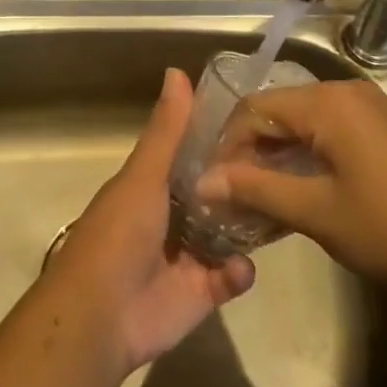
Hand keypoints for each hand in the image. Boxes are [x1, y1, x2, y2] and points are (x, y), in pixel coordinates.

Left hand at [45, 68, 254, 373]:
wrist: (101, 316)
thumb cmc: (119, 234)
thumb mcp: (144, 175)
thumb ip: (167, 131)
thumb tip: (177, 71)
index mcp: (154, 185)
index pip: (193, 155)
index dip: (221, 141)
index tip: (258, 125)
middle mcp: (173, 216)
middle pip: (216, 193)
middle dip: (243, 183)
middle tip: (284, 167)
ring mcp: (188, 255)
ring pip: (228, 233)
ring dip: (249, 224)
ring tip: (281, 208)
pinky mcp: (201, 292)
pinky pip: (231, 276)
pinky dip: (240, 271)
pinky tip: (242, 266)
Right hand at [198, 79, 386, 288]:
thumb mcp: (315, 211)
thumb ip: (255, 190)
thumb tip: (202, 183)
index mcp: (328, 103)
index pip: (256, 108)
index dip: (229, 144)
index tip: (213, 184)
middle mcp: (346, 92)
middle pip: (279, 111)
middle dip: (251, 150)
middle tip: (231, 193)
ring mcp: (368, 109)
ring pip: (303, 123)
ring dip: (277, 156)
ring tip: (256, 197)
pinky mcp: (381, 129)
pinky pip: (328, 131)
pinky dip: (305, 156)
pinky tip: (294, 190)